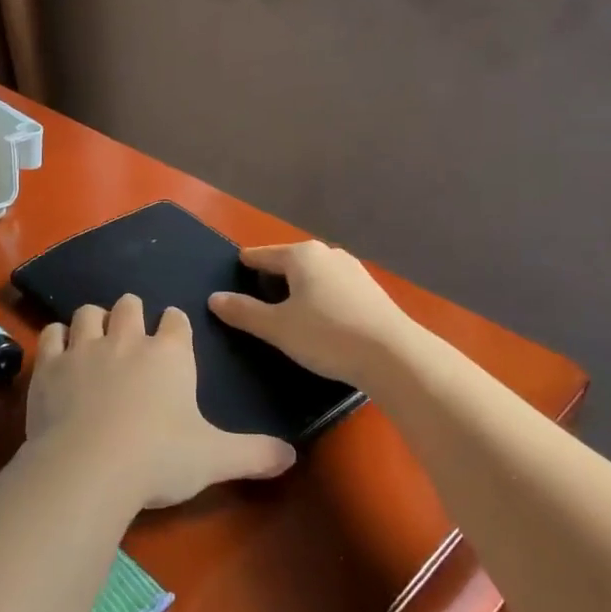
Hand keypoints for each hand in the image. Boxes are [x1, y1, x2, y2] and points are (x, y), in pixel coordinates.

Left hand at [28, 294, 294, 509]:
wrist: (90, 467)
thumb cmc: (159, 458)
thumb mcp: (215, 459)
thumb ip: (254, 454)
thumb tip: (292, 456)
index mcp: (170, 355)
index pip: (177, 321)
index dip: (175, 324)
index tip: (173, 332)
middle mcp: (127, 340)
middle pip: (130, 305)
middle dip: (132, 312)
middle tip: (131, 332)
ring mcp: (84, 348)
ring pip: (88, 313)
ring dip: (94, 320)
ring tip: (96, 337)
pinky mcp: (50, 365)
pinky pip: (52, 334)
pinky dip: (57, 338)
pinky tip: (60, 351)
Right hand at [208, 242, 413, 387]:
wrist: (395, 357)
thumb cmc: (327, 335)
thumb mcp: (277, 328)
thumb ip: (243, 312)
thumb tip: (214, 298)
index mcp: (301, 255)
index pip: (261, 255)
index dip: (244, 266)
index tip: (232, 277)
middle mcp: (328, 254)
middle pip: (288, 263)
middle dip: (272, 279)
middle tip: (255, 302)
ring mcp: (354, 271)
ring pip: (313, 276)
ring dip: (298, 291)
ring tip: (286, 315)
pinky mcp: (371, 292)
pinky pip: (333, 289)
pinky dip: (320, 300)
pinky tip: (319, 323)